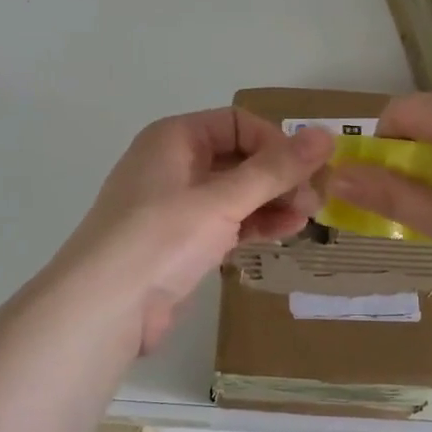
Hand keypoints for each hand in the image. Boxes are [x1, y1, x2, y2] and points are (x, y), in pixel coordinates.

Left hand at [59, 109, 332, 353]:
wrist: (105, 308)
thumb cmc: (161, 239)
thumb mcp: (222, 200)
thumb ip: (275, 169)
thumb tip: (325, 134)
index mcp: (174, 138)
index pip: (237, 123)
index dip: (275, 143)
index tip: (308, 172)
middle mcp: (174, 165)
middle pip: (239, 158)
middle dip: (279, 176)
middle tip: (317, 201)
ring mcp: (176, 206)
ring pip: (235, 193)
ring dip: (272, 202)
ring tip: (307, 219)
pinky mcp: (181, 243)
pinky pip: (226, 223)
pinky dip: (255, 225)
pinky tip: (285, 233)